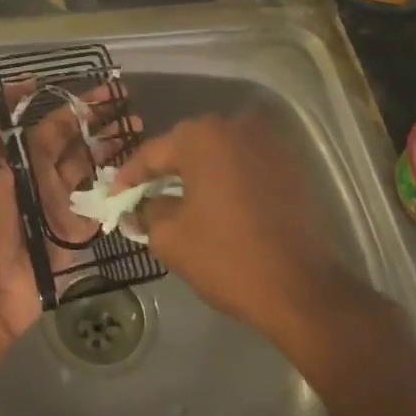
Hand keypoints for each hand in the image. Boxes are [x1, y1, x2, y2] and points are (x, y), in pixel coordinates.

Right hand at [110, 109, 363, 343]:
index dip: (129, 178)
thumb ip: (147, 212)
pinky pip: (245, 165)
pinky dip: (226, 180)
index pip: (152, 153)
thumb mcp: (171, 237)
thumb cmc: (227, 257)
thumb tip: (143, 206)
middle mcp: (236, 127)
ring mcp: (269, 143)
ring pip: (218, 154)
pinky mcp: (292, 165)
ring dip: (197, 174)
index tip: (114, 198)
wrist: (302, 288)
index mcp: (202, 137)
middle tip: (143, 198)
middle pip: (187, 147)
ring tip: (178, 202)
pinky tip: (215, 204)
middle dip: (164, 172)